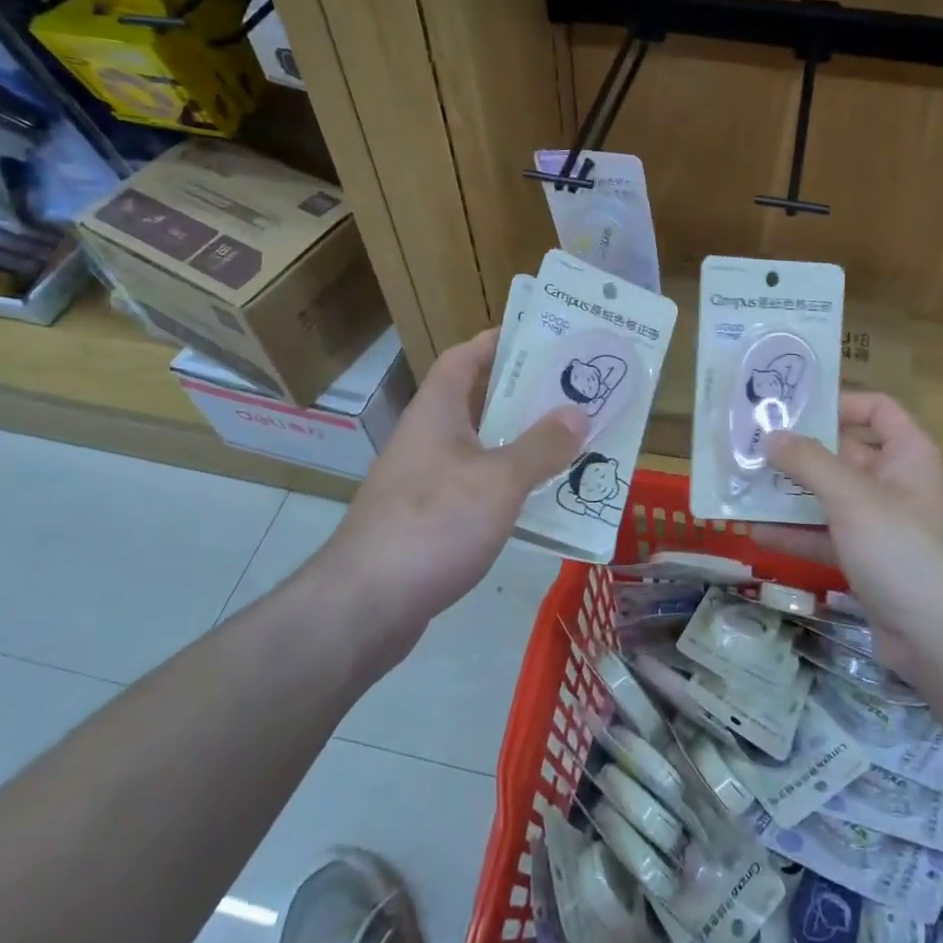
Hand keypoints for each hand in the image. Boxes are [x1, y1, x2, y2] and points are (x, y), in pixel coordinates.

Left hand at [318, 329, 584, 638]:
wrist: (366, 605)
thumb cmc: (434, 524)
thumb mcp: (499, 481)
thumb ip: (541, 446)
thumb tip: (577, 412)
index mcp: (436, 412)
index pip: (464, 358)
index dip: (498, 342)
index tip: (541, 337)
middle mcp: (426, 438)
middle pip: (477, 402)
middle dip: (522, 395)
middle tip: (572, 392)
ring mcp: (423, 481)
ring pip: (479, 448)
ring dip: (518, 443)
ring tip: (568, 441)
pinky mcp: (426, 520)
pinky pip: (475, 487)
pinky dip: (506, 485)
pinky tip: (538, 499)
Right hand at [753, 392, 942, 681]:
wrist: (939, 640)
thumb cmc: (901, 550)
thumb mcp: (852, 498)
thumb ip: (809, 462)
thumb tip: (771, 436)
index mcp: (907, 455)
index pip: (876, 409)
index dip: (839, 402)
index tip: (794, 409)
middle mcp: (895, 482)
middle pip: (843, 453)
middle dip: (798, 453)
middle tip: (750, 447)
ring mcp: (880, 523)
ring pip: (829, 497)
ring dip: (789, 495)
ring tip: (743, 488)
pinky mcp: (867, 559)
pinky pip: (826, 535)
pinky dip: (796, 533)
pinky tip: (757, 533)